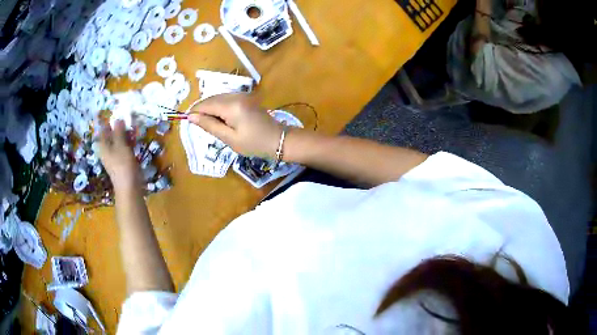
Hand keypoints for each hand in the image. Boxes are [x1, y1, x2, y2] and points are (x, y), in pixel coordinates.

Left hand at [97, 120, 140, 191]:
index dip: (111, 122)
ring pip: (119, 141)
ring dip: (126, 135)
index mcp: (103, 146)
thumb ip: (119, 131)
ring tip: (134, 129)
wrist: (129, 187)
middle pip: (112, 135)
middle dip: (120, 128)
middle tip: (130, 121)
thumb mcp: (121, 145)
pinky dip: (129, 143)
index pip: (104, 129)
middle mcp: (107, 150)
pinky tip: (135, 141)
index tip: (120, 115)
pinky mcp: (122, 161)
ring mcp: (115, 156)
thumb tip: (118, 118)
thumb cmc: (123, 165)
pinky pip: (124, 148)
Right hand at [188, 94, 282, 158]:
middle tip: (201, 127)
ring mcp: (242, 95)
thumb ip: (209, 125)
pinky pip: (226, 100)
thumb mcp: (229, 138)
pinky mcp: (245, 98)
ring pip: (218, 98)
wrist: (278, 140)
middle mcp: (235, 95)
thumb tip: (191, 117)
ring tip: (212, 126)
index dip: (194, 112)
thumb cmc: (254, 143)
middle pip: (211, 99)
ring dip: (211, 109)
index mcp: (231, 105)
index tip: (188, 122)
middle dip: (202, 110)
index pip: (205, 104)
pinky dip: (219, 108)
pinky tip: (222, 120)